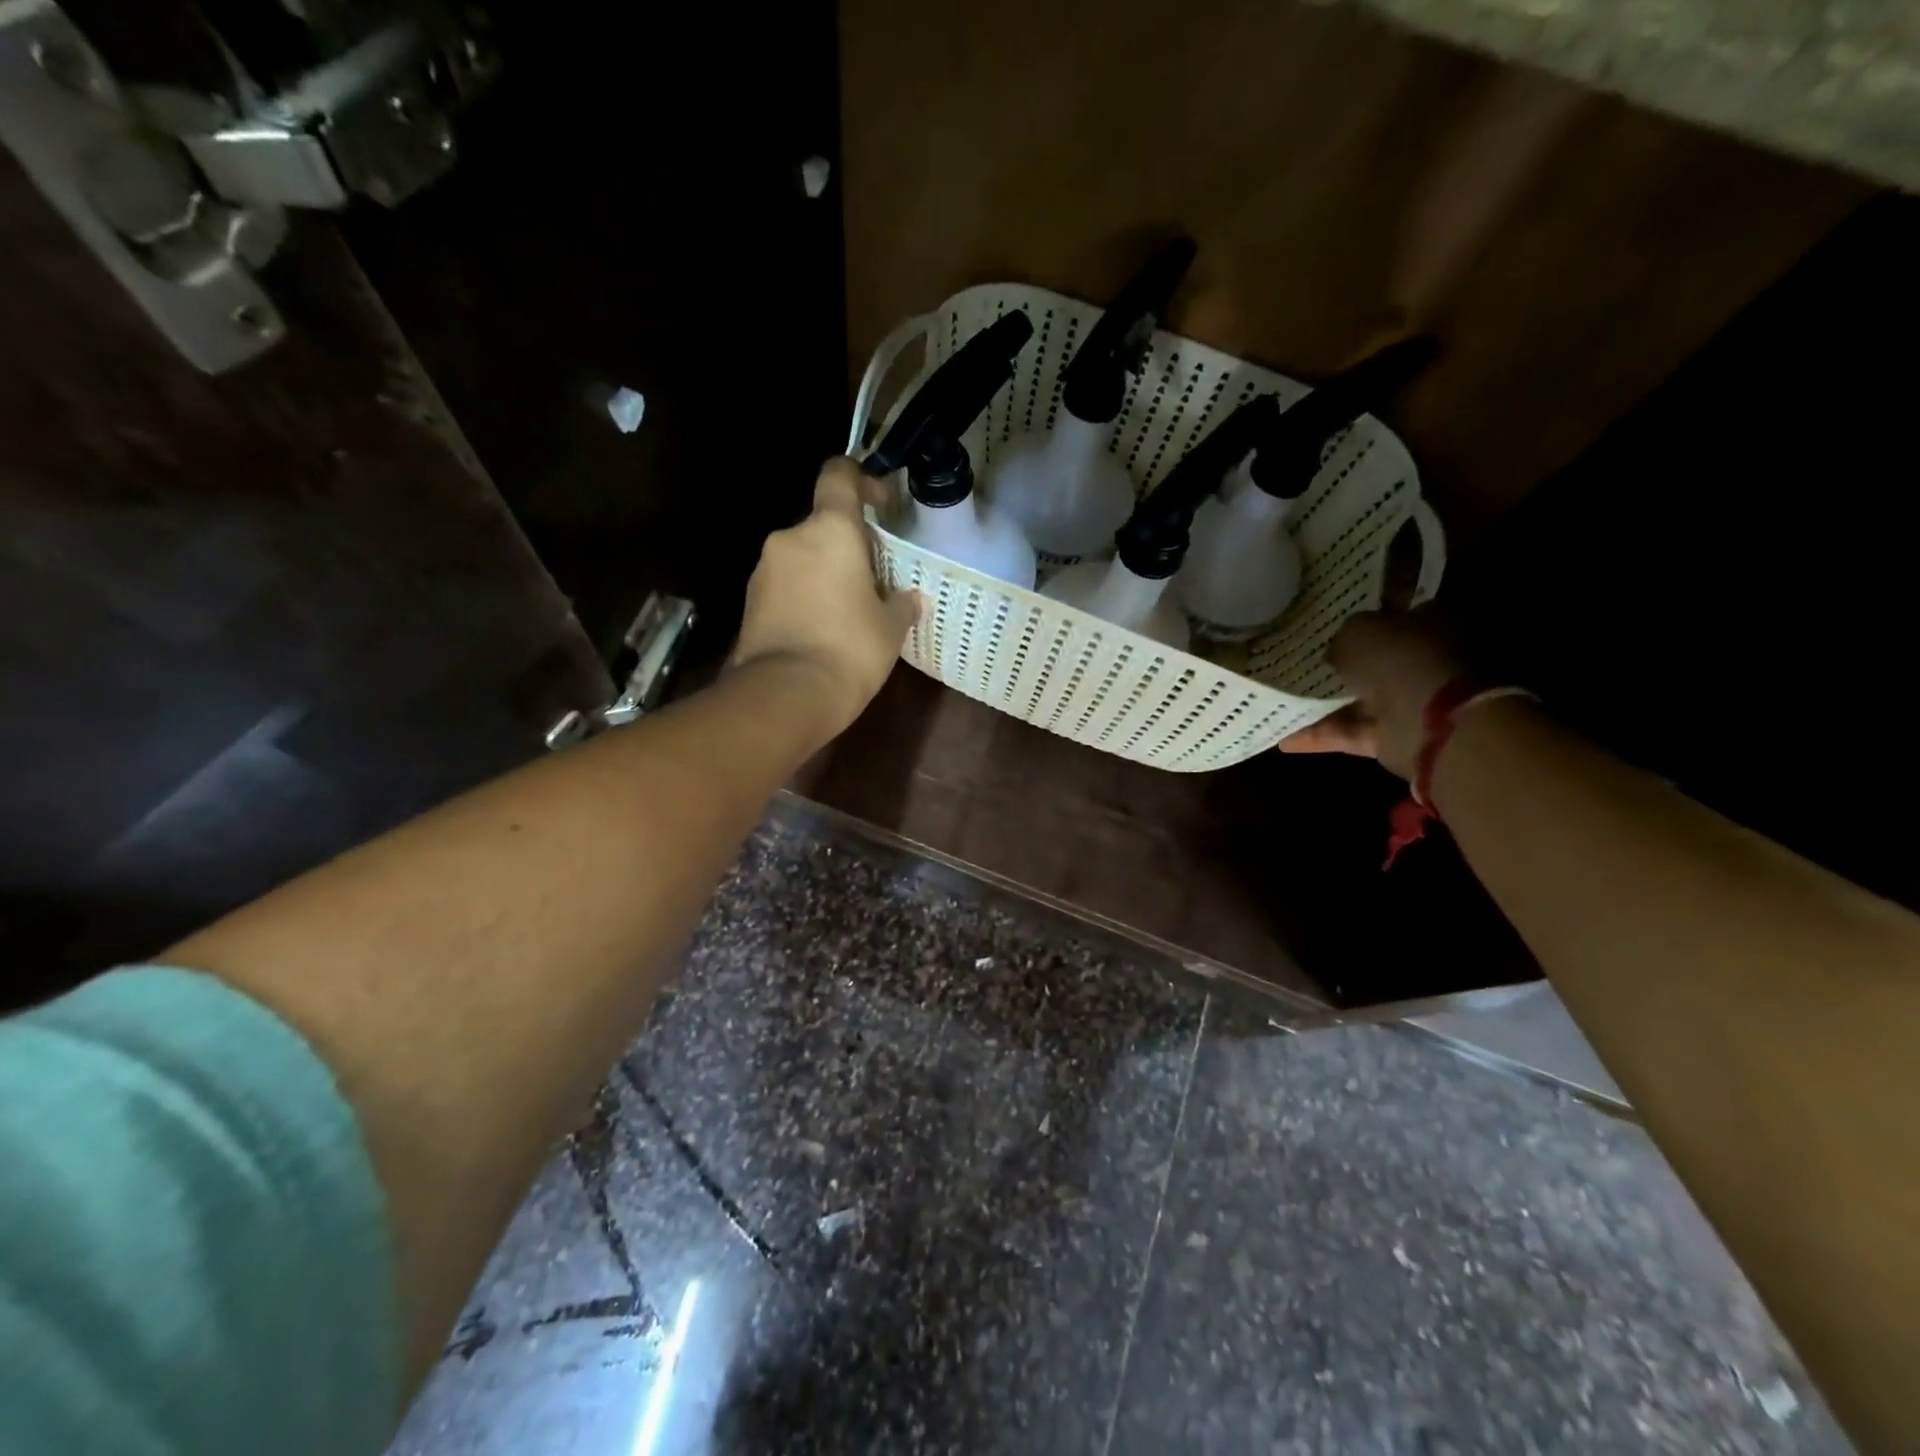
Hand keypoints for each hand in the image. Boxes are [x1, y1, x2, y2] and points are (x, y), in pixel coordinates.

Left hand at [729, 457, 921, 739]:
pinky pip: (785, 585)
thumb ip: (902, 603)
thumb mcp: (890, 627)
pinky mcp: (749, 601)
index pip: (839, 476)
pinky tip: (822, 628)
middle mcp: (791, 538)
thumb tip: (909, 598)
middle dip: (847, 545)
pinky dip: (804, 595)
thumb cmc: (850, 649)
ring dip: (824, 572)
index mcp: (830, 530)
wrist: (785, 694)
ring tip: (848, 610)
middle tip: (873, 578)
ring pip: (802, 557)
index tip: (879, 502)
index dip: (860, 479)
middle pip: (822, 525)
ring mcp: (764, 569)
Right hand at [1278, 607, 1463, 778]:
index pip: (1392, 611)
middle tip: (1299, 658)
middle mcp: (1422, 660)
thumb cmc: (1399, 660)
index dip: (1361, 613)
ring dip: (1323, 702)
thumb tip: (1335, 652)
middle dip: (1340, 661)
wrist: (1432, 722)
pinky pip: (1348, 732)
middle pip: (1374, 658)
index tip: (1328, 619)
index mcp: (1428, 621)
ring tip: (1281, 698)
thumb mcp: (1358, 630)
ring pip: (1358, 698)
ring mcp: (1408, 701)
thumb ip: (1343, 636)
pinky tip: (1282, 737)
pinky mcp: (1392, 736)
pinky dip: (1319, 736)